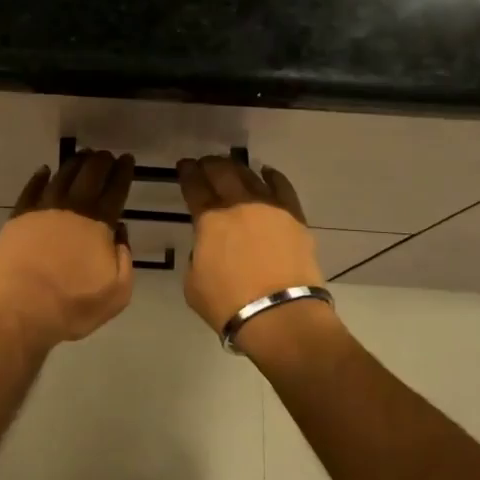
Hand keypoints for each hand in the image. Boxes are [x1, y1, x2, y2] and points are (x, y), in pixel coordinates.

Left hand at [0, 150, 135, 354]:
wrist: (20, 310)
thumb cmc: (73, 306)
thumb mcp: (117, 292)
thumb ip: (124, 259)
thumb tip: (119, 232)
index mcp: (99, 224)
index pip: (115, 190)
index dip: (123, 172)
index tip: (127, 159)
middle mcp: (72, 209)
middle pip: (89, 175)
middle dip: (101, 161)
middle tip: (106, 154)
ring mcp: (42, 210)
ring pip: (61, 176)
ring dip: (74, 164)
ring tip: (83, 157)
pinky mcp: (18, 217)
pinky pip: (31, 189)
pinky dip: (40, 177)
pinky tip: (45, 171)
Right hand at [177, 155, 325, 335]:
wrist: (280, 316)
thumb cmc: (228, 304)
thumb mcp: (193, 281)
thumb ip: (198, 255)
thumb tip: (208, 247)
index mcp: (209, 220)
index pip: (194, 186)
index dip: (187, 173)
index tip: (184, 165)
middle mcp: (239, 205)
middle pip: (222, 172)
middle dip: (210, 165)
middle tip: (205, 164)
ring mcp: (270, 208)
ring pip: (251, 176)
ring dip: (237, 169)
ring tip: (231, 167)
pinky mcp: (295, 218)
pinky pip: (282, 188)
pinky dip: (272, 177)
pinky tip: (266, 173)